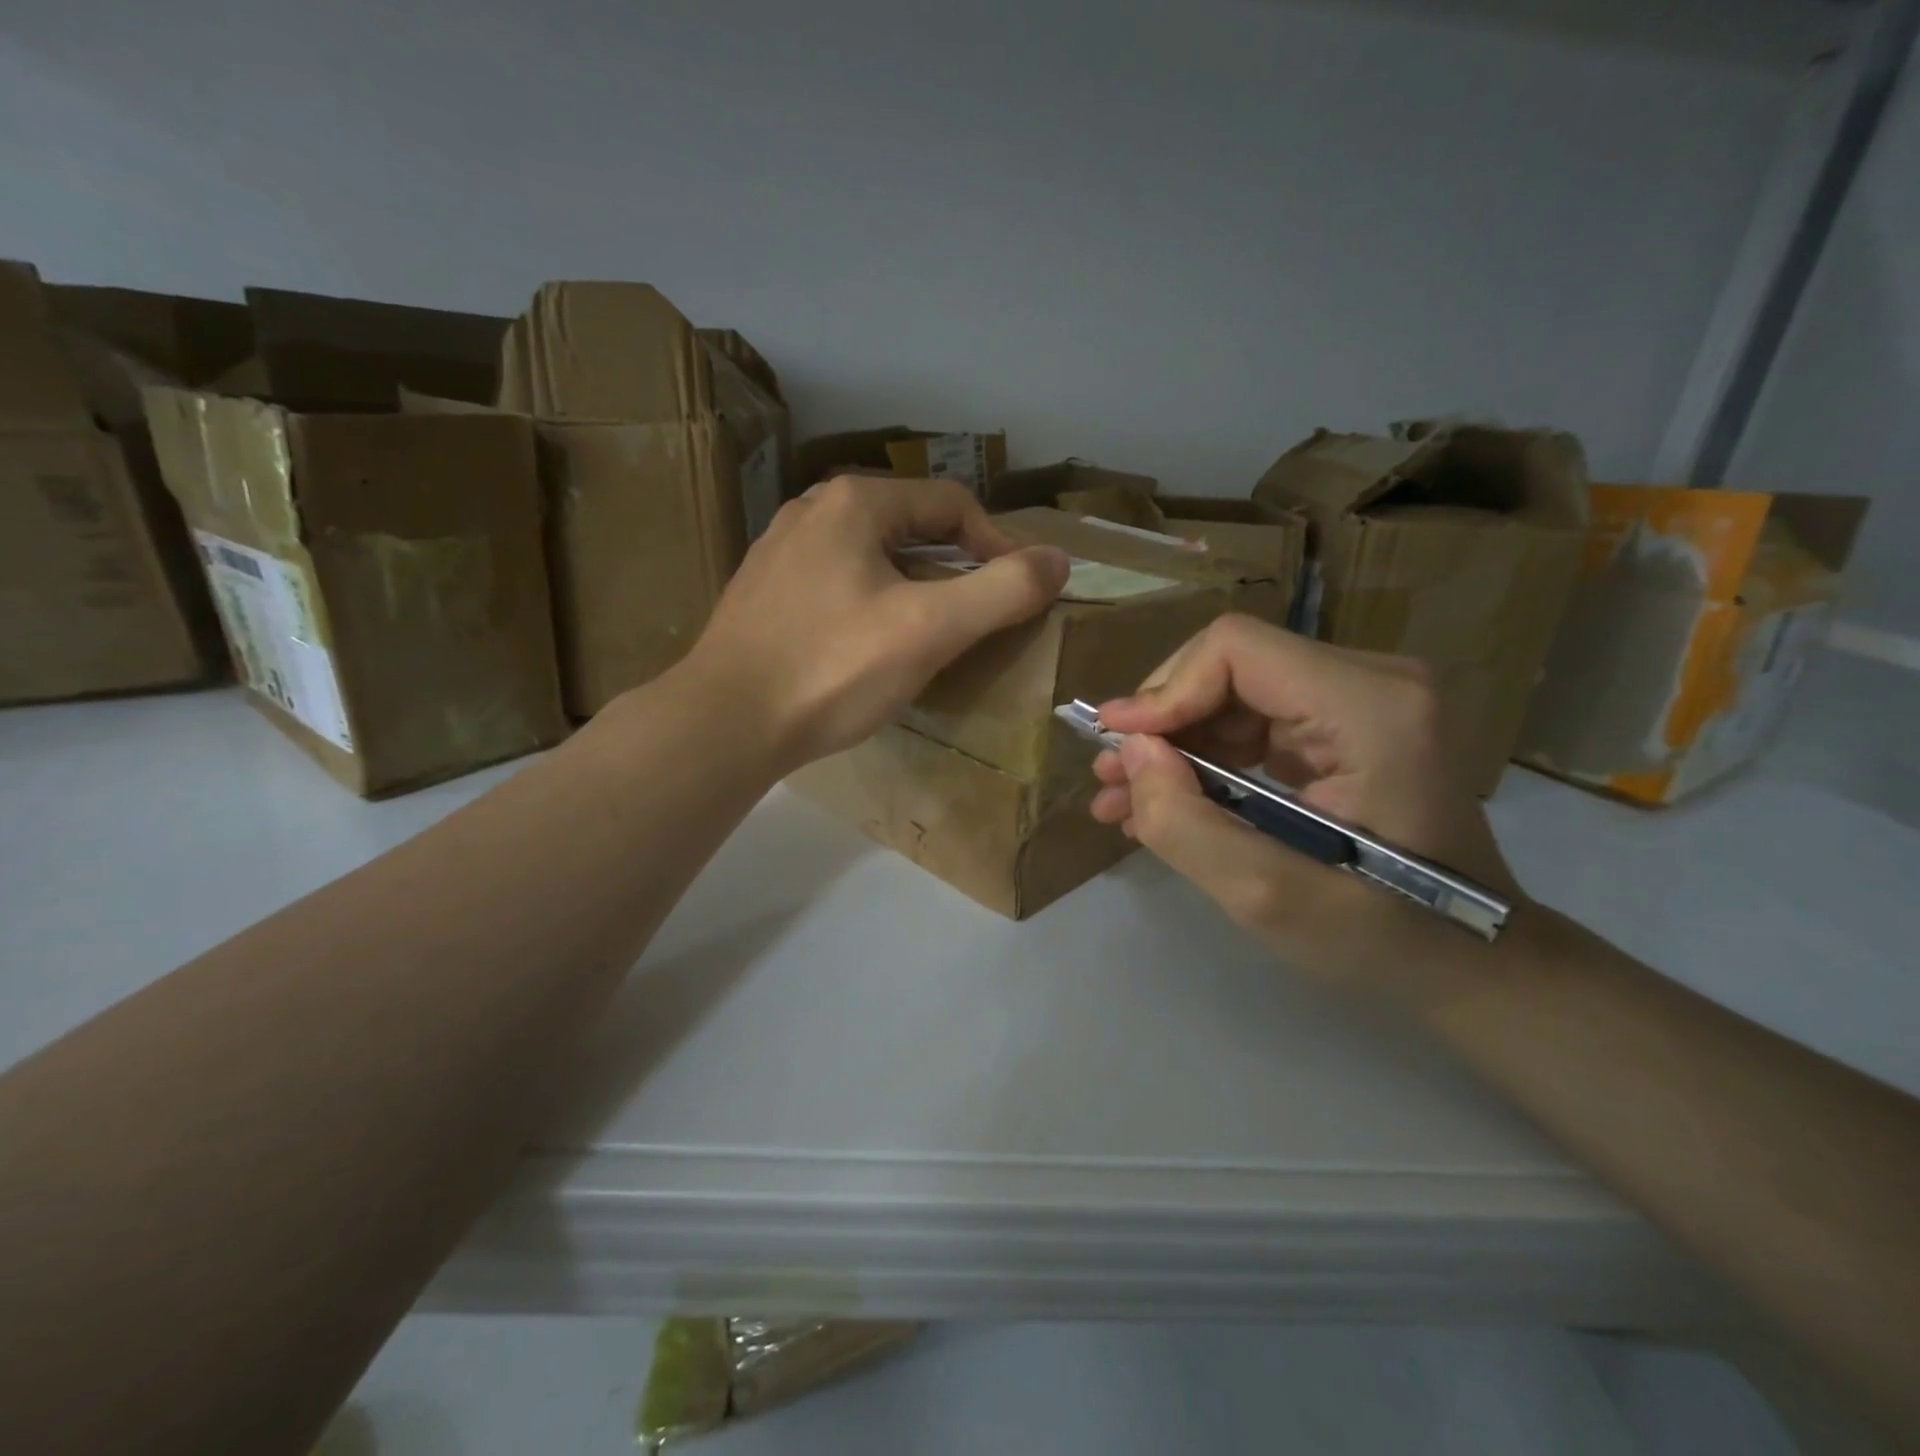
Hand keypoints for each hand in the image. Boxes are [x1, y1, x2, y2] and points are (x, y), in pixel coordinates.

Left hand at [676, 475, 1069, 768]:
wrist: (724, 723)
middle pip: (911, 527)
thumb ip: (1002, 591)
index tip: (1022, 591)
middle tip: (980, 615)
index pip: (952, 504)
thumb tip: (1058, 560)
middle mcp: (812, 511)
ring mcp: (781, 551)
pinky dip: (873, 603)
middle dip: (956, 566)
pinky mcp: (765, 593)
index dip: (998, 544)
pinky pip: (839, 583)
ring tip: (934, 633)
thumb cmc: (832, 669)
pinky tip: (872, 646)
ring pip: (874, 557)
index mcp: (854, 502)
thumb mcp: (930, 630)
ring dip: (915, 586)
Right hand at [1089, 614, 1521, 977]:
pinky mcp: (1349, 724)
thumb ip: (1184, 822)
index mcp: (1369, 708)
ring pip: (1235, 691)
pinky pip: (1256, 718)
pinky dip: (1207, 756)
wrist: (1470, 960)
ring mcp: (1364, 699)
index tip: (1118, 746)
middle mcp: (1373, 682)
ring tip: (1123, 797)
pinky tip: (1168, 799)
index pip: (1236, 649)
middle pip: (1231, 665)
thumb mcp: (1266, 895)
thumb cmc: (1382, 935)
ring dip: (1176, 742)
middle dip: (1163, 721)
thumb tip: (1130, 753)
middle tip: (1112, 777)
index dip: (1164, 690)